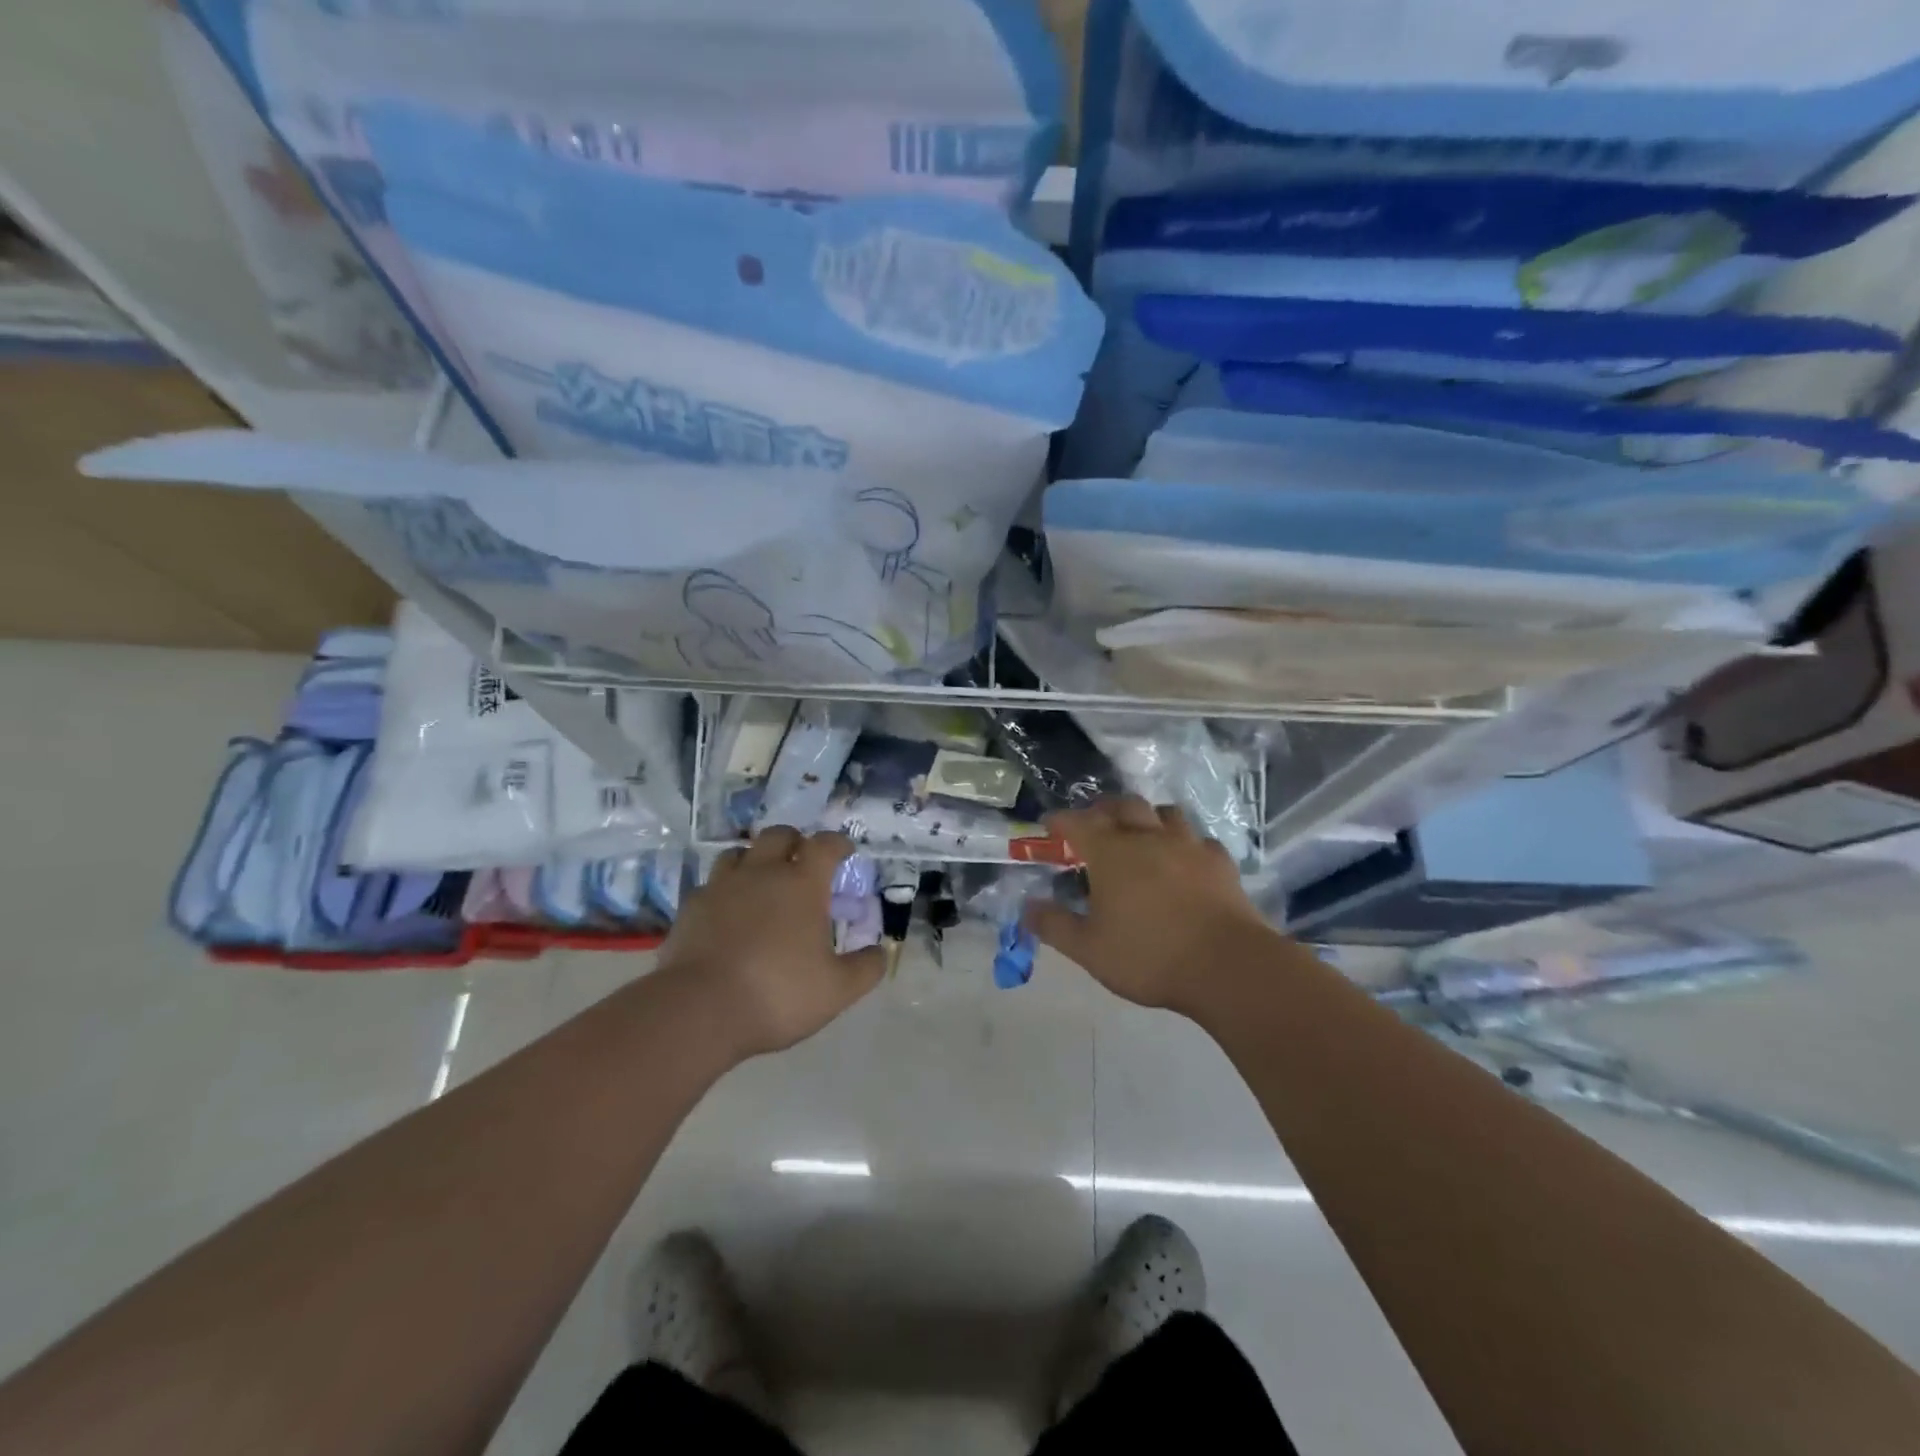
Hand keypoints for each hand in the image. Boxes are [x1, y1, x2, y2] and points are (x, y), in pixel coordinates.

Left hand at [660, 828, 884, 1058]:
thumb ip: (865, 968)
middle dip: (794, 841)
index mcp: (802, 884)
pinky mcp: (690, 908)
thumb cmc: (778, 993)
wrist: (699, 1010)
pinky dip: (724, 890)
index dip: (837, 843)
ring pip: (738, 853)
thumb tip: (880, 951)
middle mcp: (761, 873)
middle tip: (801, 860)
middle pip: (778, 835)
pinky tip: (726, 911)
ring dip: (755, 859)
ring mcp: (721, 887)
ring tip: (761, 880)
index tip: (844, 852)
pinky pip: (710, 885)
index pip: (824, 845)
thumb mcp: (837, 989)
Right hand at [1026, 796, 1271, 1013]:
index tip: (1050, 826)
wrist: (1227, 966)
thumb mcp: (1089, 949)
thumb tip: (1028, 908)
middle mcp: (1148, 837)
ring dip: (1147, 818)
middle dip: (1104, 809)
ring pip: (1165, 814)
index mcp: (1111, 853)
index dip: (1060, 820)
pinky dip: (1185, 844)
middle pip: (1123, 806)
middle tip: (1095, 824)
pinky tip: (1185, 860)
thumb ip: (1055, 925)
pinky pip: (1199, 840)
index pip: (1078, 822)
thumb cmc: (1149, 956)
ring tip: (1141, 834)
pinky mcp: (1220, 862)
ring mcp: (1189, 846)